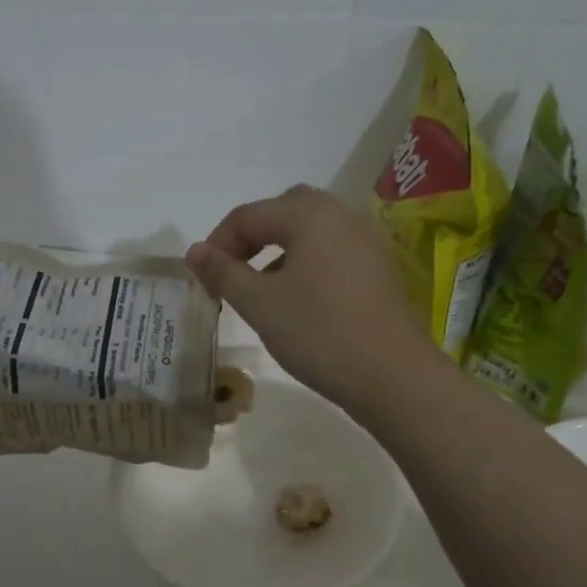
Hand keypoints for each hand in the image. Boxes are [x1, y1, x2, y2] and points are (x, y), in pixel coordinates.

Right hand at [187, 185, 441, 423]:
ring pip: (311, 232)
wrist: (391, 375)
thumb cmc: (319, 332)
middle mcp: (342, 214)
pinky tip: (297, 300)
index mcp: (310, 214)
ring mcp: (367, 240)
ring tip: (259, 290)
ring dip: (278, 251)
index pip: (249, 215)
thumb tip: (194, 251)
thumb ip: (223, 272)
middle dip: (251, 238)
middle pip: (284, 211)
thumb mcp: (260, 303)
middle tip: (230, 274)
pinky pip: (333, 251)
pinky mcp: (379, 268)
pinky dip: (306, 264)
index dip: (217, 243)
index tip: (201, 278)